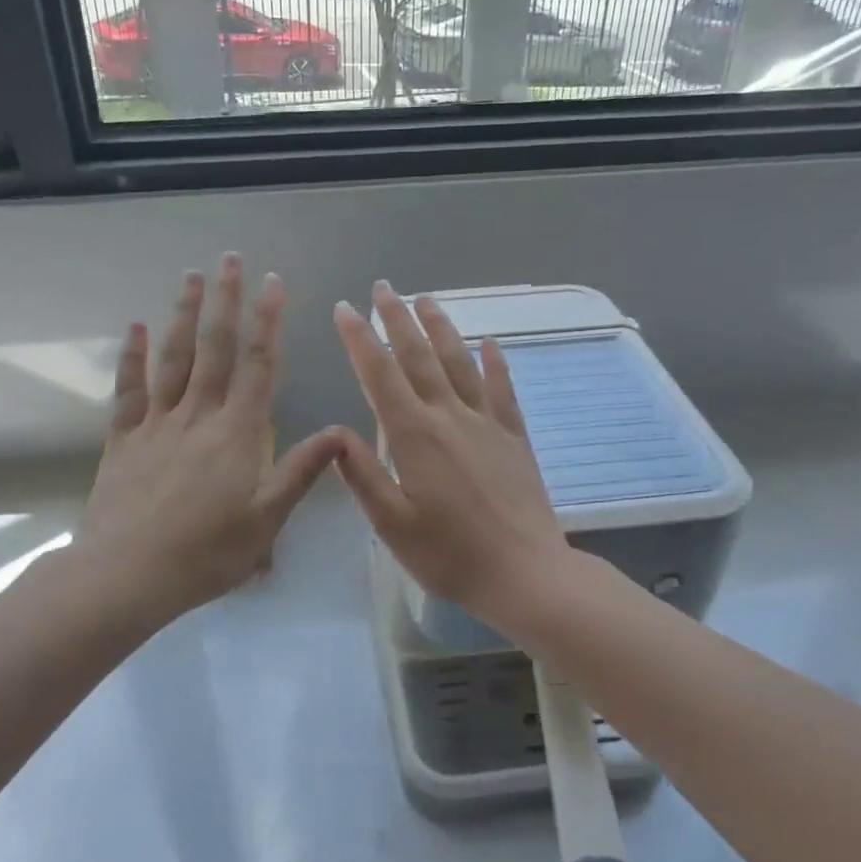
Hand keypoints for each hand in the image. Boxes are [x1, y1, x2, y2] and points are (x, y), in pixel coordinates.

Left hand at [78, 255, 343, 622]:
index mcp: (236, 433)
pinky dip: (133, 356)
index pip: (258, 365)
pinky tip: (136, 327)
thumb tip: (340, 432)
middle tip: (231, 259)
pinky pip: (129, 389)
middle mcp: (198, 415)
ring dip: (184, 314)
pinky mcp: (124, 439)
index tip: (274, 283)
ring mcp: (156, 423)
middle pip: (214, 348)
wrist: (128, 574)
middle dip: (226, 301)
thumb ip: (301, 472)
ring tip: (192, 276)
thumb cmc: (206, 552)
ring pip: (173, 358)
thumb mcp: (266, 519)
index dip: (269, 322)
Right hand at [331, 281, 573, 624]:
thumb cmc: (450, 554)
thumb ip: (362, 475)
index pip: (380, 375)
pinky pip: (503, 389)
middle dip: (397, 318)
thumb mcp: (392, 524)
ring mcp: (487, 423)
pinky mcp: (514, 437)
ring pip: (460, 362)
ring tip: (426, 299)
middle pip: (420, 356)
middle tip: (383, 287)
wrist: (525, 573)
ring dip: (441, 327)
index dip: (359, 339)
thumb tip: (335, 432)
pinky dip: (496, 362)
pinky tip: (491, 342)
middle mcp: (450, 416)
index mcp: (415, 436)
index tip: (345, 309)